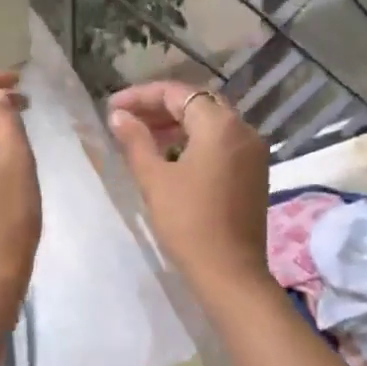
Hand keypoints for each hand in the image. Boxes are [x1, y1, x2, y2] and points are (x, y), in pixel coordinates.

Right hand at [108, 81, 270, 300]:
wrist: (229, 272)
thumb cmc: (188, 222)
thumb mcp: (154, 178)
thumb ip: (135, 140)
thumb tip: (119, 116)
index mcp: (221, 125)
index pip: (178, 93)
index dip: (141, 96)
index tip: (113, 107)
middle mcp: (243, 130)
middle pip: (198, 103)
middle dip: (159, 108)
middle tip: (126, 119)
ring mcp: (253, 152)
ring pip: (211, 123)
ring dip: (176, 124)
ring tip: (142, 137)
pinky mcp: (253, 173)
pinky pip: (222, 143)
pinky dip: (195, 141)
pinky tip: (170, 156)